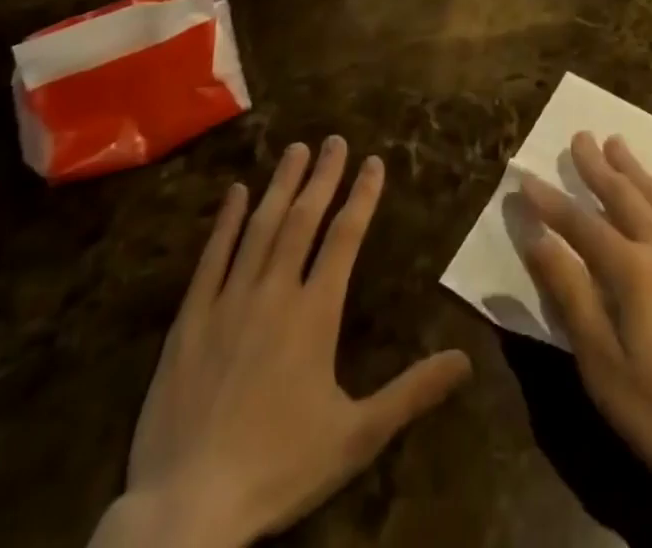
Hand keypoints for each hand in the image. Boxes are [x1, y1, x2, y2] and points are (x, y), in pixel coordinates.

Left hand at [98, 139, 471, 547]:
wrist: (184, 510)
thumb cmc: (278, 468)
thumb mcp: (356, 437)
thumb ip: (412, 392)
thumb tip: (466, 360)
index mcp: (315, 313)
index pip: (345, 237)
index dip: (362, 196)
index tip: (373, 161)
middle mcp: (274, 292)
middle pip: (303, 220)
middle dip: (323, 176)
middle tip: (334, 139)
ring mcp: (228, 301)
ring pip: (260, 228)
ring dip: (281, 185)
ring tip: (295, 149)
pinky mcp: (189, 320)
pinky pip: (211, 258)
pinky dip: (225, 222)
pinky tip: (235, 193)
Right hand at [517, 131, 651, 485]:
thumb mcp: (604, 365)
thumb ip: (571, 296)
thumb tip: (537, 240)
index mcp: (631, 268)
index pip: (580, 224)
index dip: (550, 201)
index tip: (525, 177)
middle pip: (623, 195)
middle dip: (596, 166)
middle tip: (579, 135)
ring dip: (634, 167)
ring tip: (617, 142)